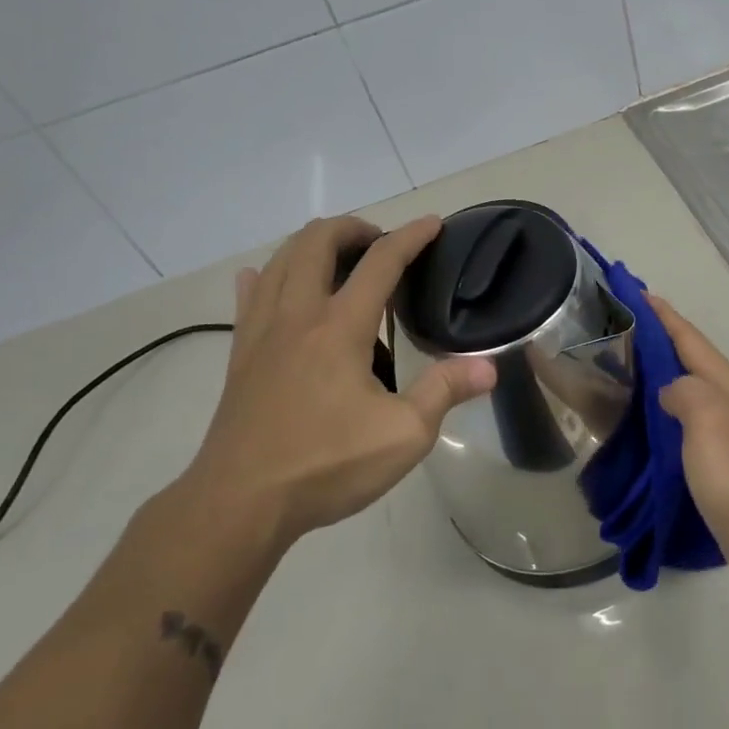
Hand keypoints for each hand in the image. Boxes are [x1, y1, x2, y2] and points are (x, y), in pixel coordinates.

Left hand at [184, 216, 495, 548]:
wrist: (239, 504)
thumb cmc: (326, 466)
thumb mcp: (403, 435)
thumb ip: (445, 392)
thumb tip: (489, 367)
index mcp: (339, 327)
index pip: (381, 262)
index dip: (411, 237)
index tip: (433, 224)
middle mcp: (297, 315)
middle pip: (317, 242)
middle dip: (353, 227)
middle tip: (381, 243)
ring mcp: (261, 332)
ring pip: (280, 261)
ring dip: (312, 244)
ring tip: (339, 258)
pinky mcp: (240, 355)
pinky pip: (249, 296)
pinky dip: (265, 276)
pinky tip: (266, 279)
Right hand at [649, 295, 728, 589]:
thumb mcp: (705, 416)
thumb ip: (683, 390)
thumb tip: (668, 392)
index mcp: (727, 382)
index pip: (689, 337)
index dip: (664, 314)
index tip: (636, 291)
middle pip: (690, 358)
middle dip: (661, 340)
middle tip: (623, 327)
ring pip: (689, 387)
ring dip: (662, 374)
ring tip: (627, 367)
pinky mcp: (722, 457)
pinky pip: (686, 418)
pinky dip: (665, 408)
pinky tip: (645, 418)